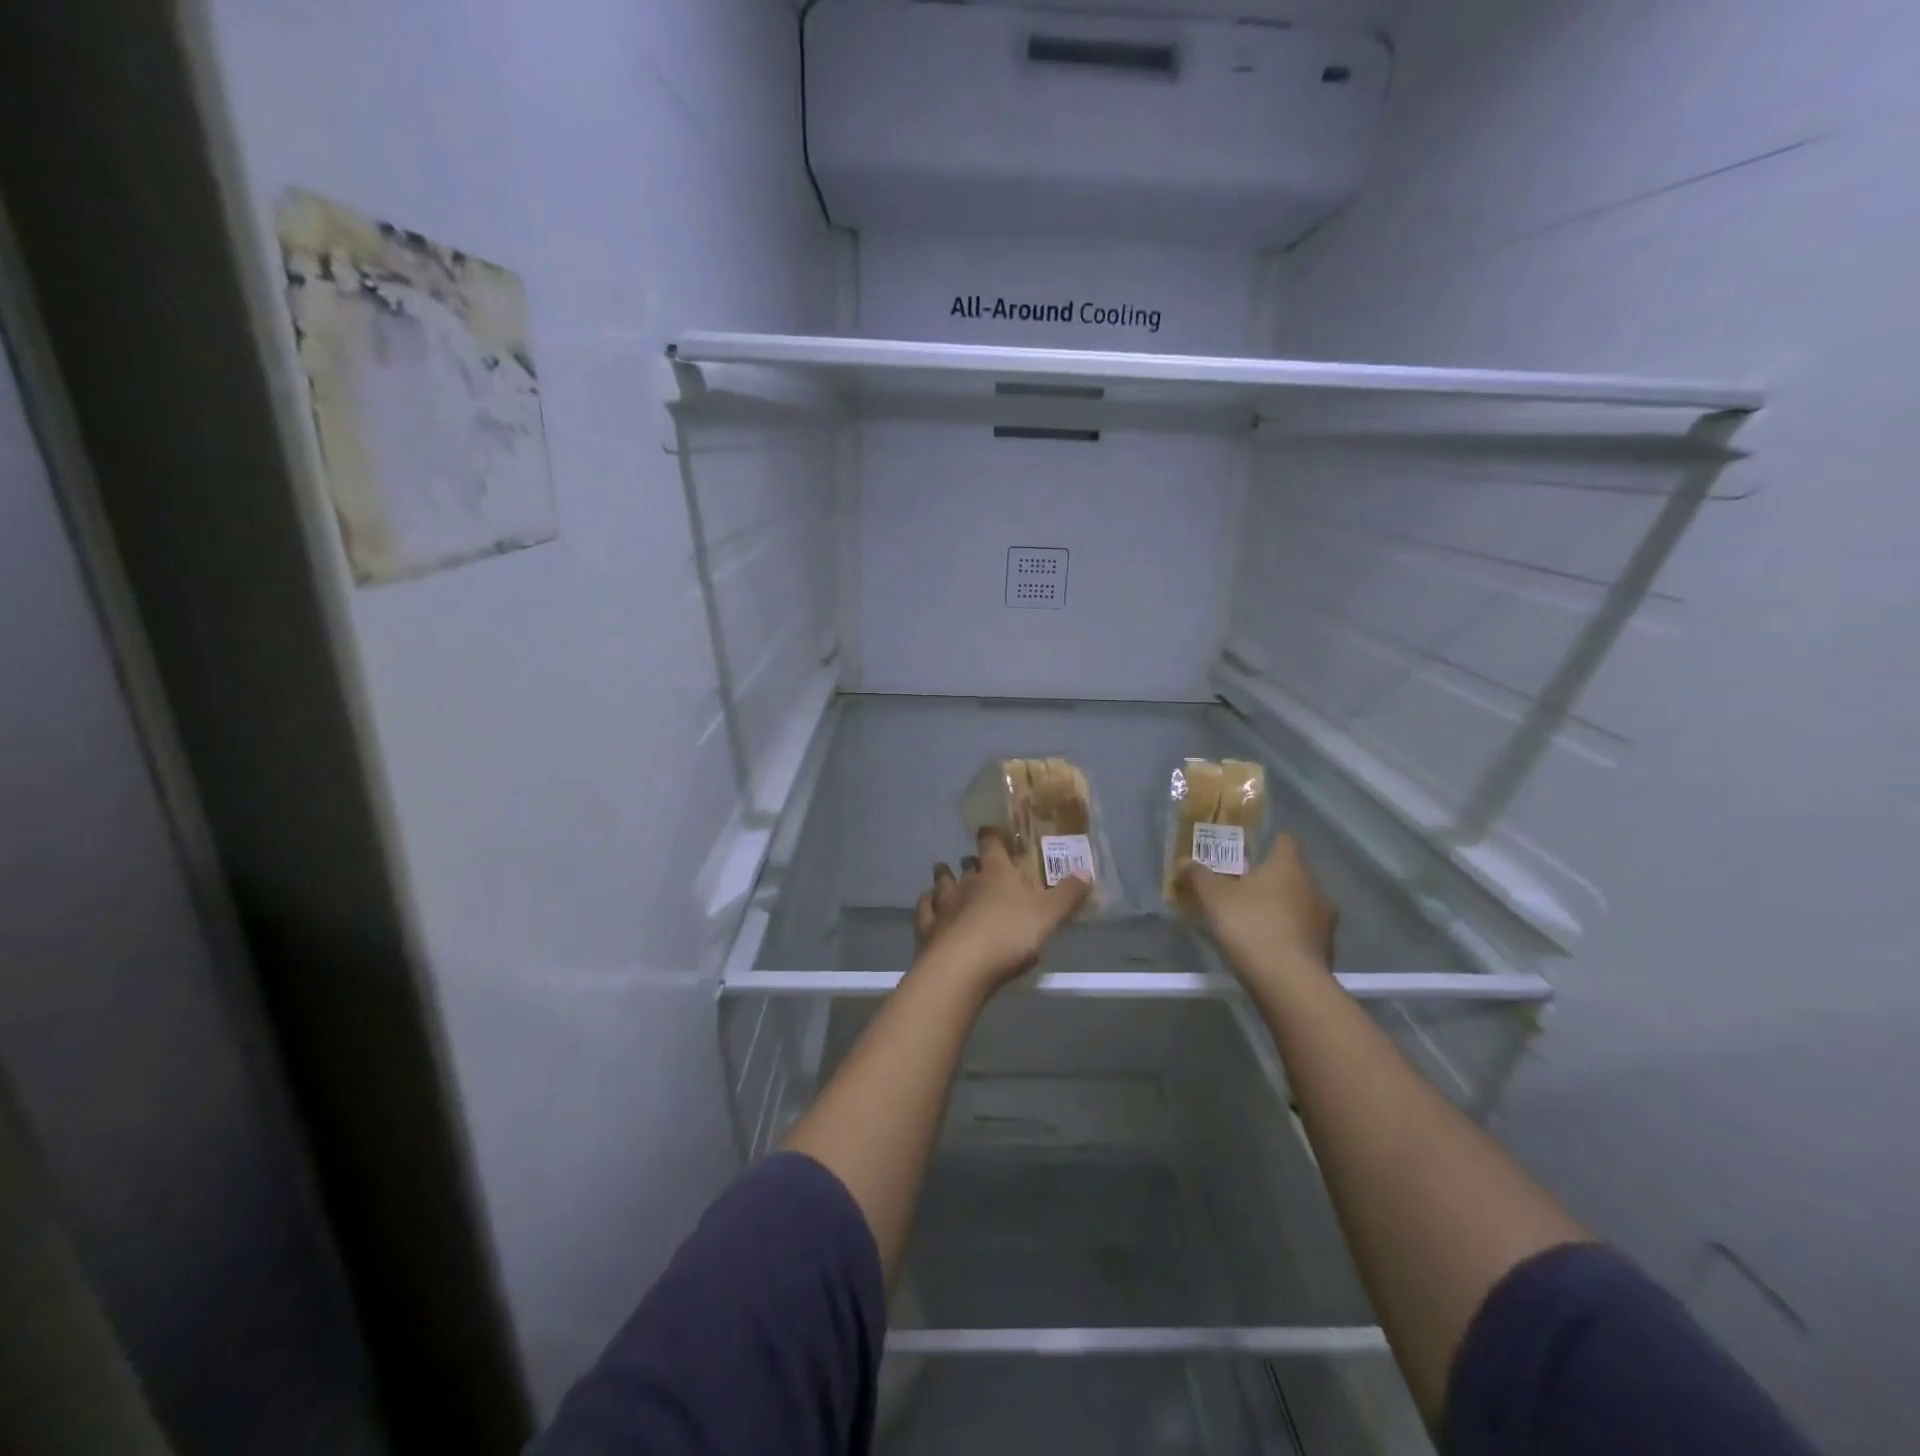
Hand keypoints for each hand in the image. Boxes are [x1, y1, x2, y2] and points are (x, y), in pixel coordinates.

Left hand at [914, 829, 1090, 990]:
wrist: (962, 968)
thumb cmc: (1009, 934)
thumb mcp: (1048, 915)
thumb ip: (1067, 894)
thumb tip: (1086, 872)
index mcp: (996, 874)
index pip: (991, 845)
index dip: (991, 836)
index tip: (989, 830)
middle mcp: (967, 883)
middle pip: (967, 865)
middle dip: (971, 861)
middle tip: (976, 862)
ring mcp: (944, 906)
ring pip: (942, 884)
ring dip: (944, 878)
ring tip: (944, 873)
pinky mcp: (928, 930)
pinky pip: (925, 911)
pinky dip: (926, 905)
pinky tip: (927, 906)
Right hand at [1177, 834, 1337, 983]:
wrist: (1289, 983)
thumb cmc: (1251, 925)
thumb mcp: (1213, 897)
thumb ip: (1198, 876)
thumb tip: (1185, 862)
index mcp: (1290, 866)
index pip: (1285, 840)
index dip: (1268, 841)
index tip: (1248, 850)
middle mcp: (1315, 888)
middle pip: (1292, 874)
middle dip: (1269, 879)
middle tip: (1241, 887)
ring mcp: (1324, 922)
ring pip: (1300, 905)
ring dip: (1281, 909)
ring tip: (1253, 921)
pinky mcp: (1326, 951)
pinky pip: (1304, 933)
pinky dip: (1288, 935)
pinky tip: (1267, 947)